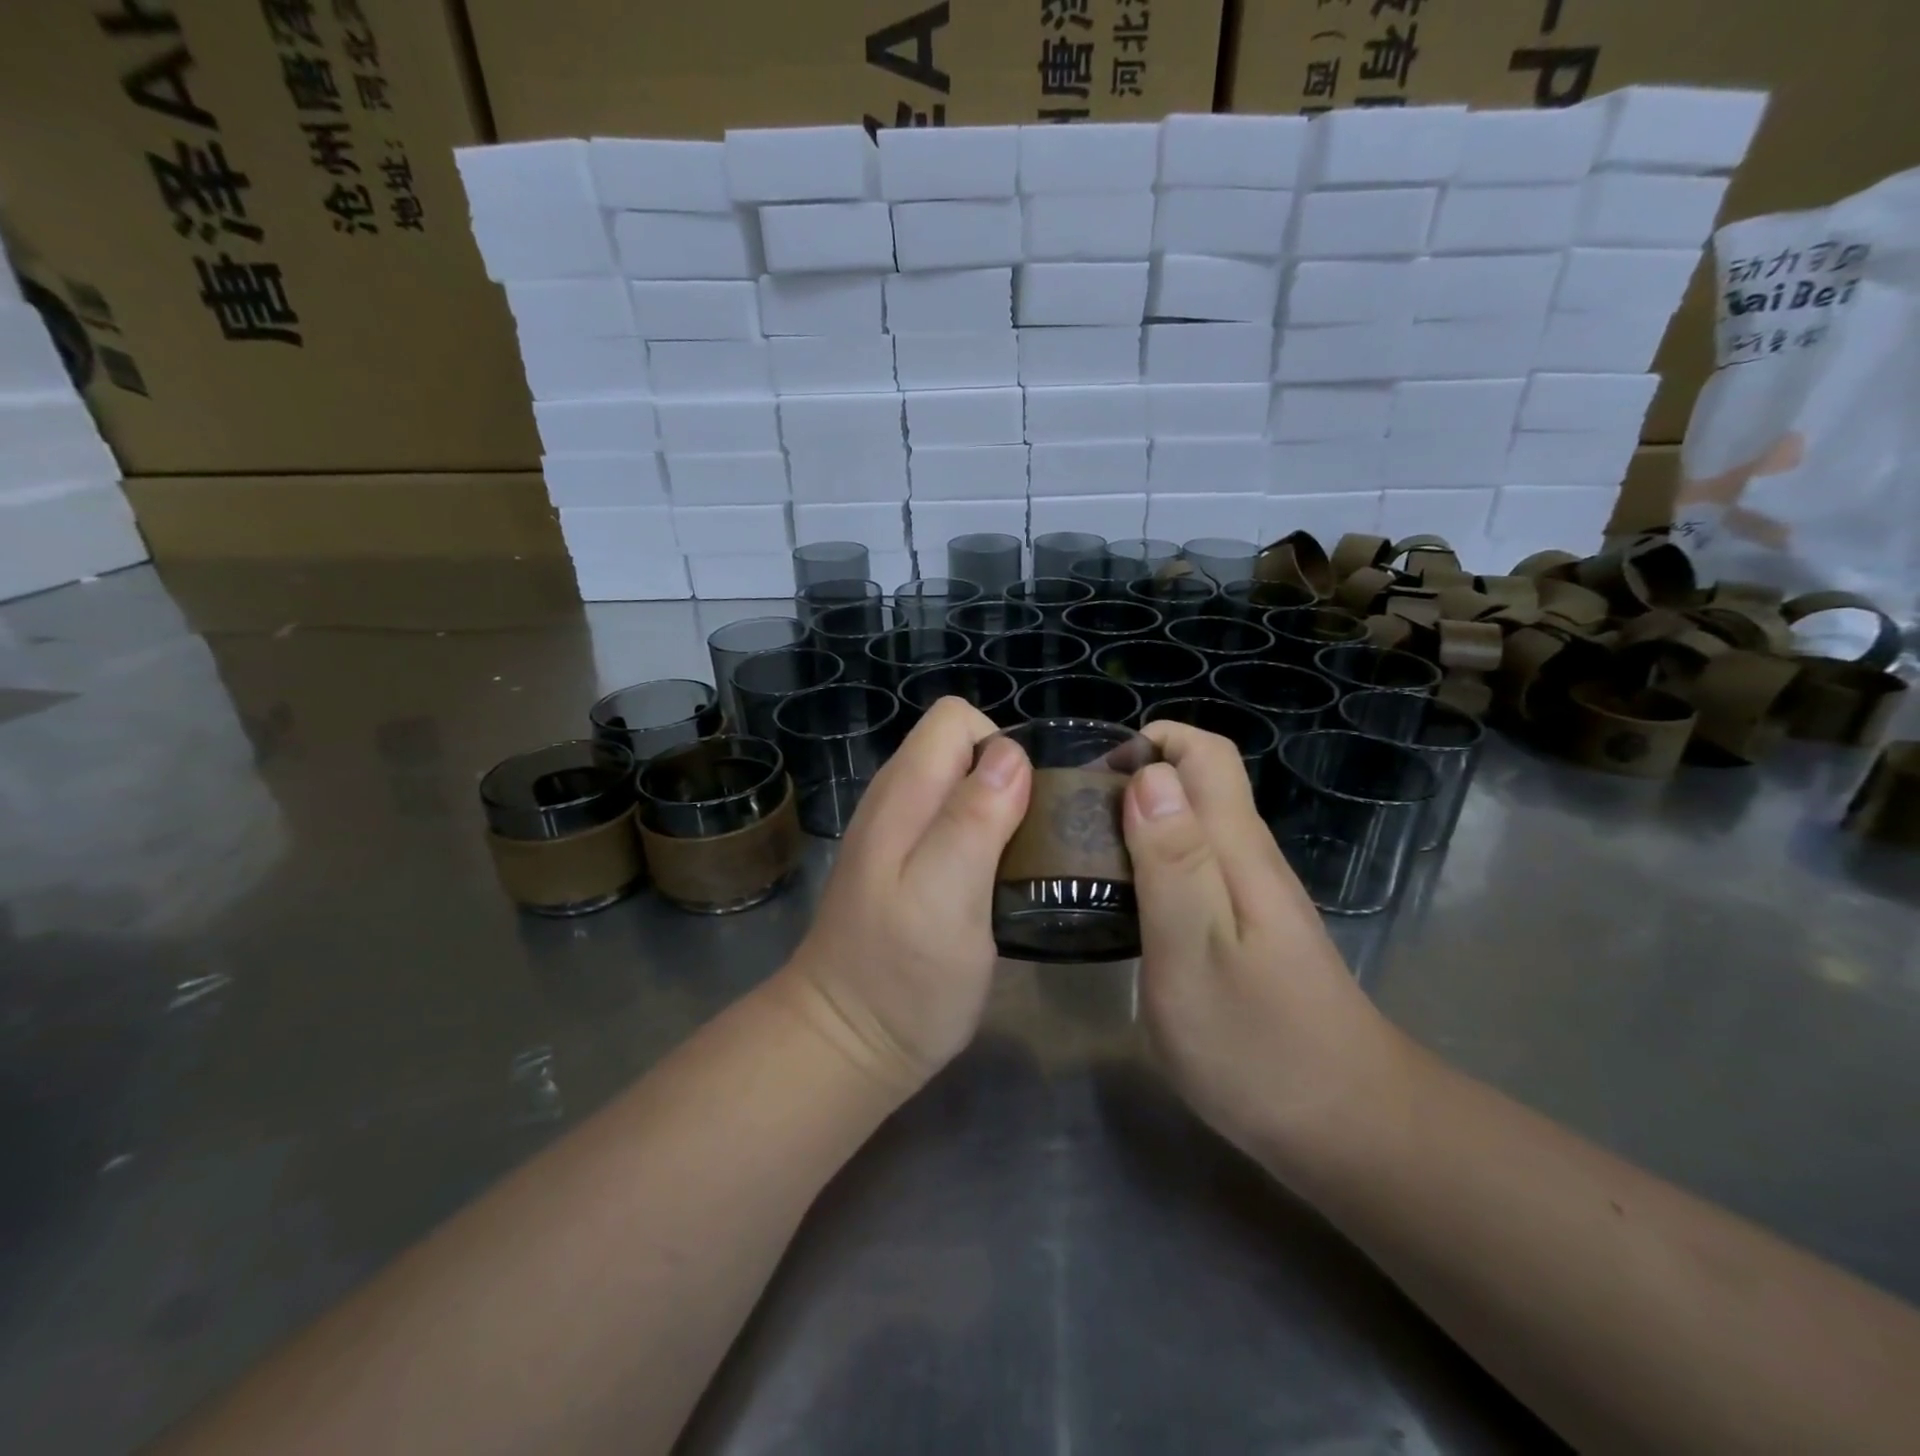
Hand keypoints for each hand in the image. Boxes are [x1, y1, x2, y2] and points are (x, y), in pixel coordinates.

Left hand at [779, 697, 1030, 1096]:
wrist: (847, 1042)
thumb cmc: (902, 977)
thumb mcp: (946, 897)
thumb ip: (974, 820)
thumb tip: (1010, 754)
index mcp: (904, 795)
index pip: (956, 720)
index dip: (1001, 749)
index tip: (1026, 808)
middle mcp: (896, 801)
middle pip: (961, 750)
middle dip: (1008, 779)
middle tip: (1033, 841)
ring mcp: (898, 835)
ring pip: (961, 788)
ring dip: (1000, 811)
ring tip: (1024, 863)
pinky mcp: (908, 867)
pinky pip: (955, 824)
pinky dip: (985, 838)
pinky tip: (997, 883)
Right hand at [1121, 722, 1403, 1168]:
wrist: (1347, 1127)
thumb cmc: (1256, 1044)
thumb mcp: (1193, 952)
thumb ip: (1171, 862)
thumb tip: (1149, 775)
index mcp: (1236, 849)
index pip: (1205, 753)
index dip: (1151, 742)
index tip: (1093, 777)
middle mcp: (1248, 858)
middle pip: (1196, 785)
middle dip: (1132, 782)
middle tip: (1071, 826)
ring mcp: (1251, 895)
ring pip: (1191, 827)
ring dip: (1137, 825)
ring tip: (1083, 862)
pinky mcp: (1246, 929)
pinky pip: (1194, 869)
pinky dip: (1151, 865)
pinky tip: (1123, 906)